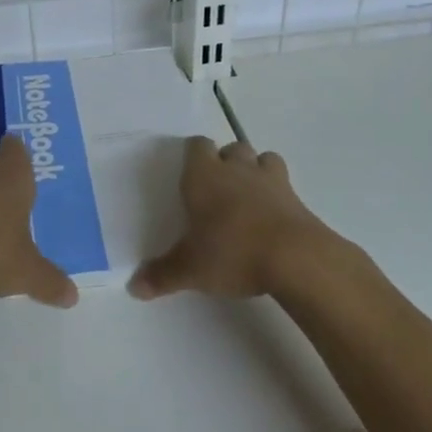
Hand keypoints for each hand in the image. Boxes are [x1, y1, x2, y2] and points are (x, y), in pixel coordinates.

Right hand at [128, 137, 332, 299]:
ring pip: (261, 158)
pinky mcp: (296, 197)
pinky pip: (284, 183)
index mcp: (203, 176)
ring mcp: (269, 180)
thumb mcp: (190, 269)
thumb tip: (134, 287)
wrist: (295, 258)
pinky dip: (278, 193)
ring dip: (255, 170)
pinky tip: (272, 216)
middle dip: (225, 161)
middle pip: (231, 148)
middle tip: (218, 189)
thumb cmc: (232, 252)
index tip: (189, 173)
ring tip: (248, 195)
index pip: (196, 145)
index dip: (193, 155)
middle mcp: (235, 169)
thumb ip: (162, 275)